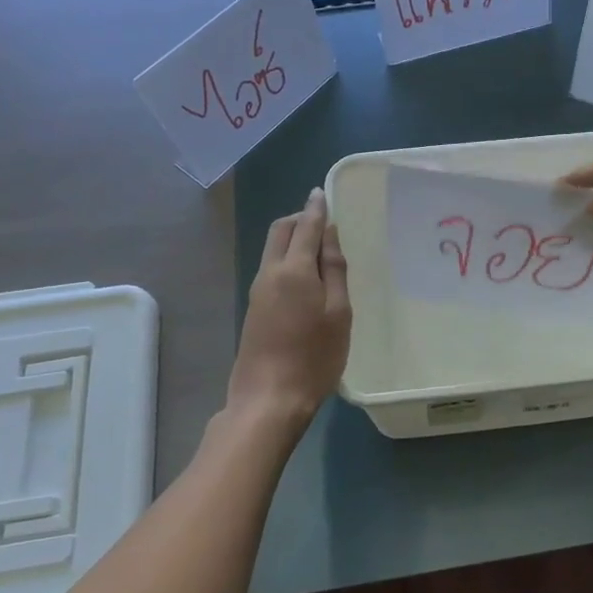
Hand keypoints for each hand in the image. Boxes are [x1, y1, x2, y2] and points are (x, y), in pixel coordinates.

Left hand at [226, 189, 351, 422]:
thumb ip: (334, 270)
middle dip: (300, 219)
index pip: (305, 226)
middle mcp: (270, 272)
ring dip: (292, 239)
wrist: (268, 399)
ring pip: (273, 249)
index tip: (322, 193)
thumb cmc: (314, 357)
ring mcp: (257, 291)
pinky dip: (287, 258)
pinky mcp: (254, 309)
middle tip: (323, 221)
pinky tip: (306, 276)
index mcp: (294, 269)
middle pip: (280, 231)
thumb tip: (329, 234)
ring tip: (319, 248)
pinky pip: (271, 268)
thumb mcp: (338, 313)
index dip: (316, 208)